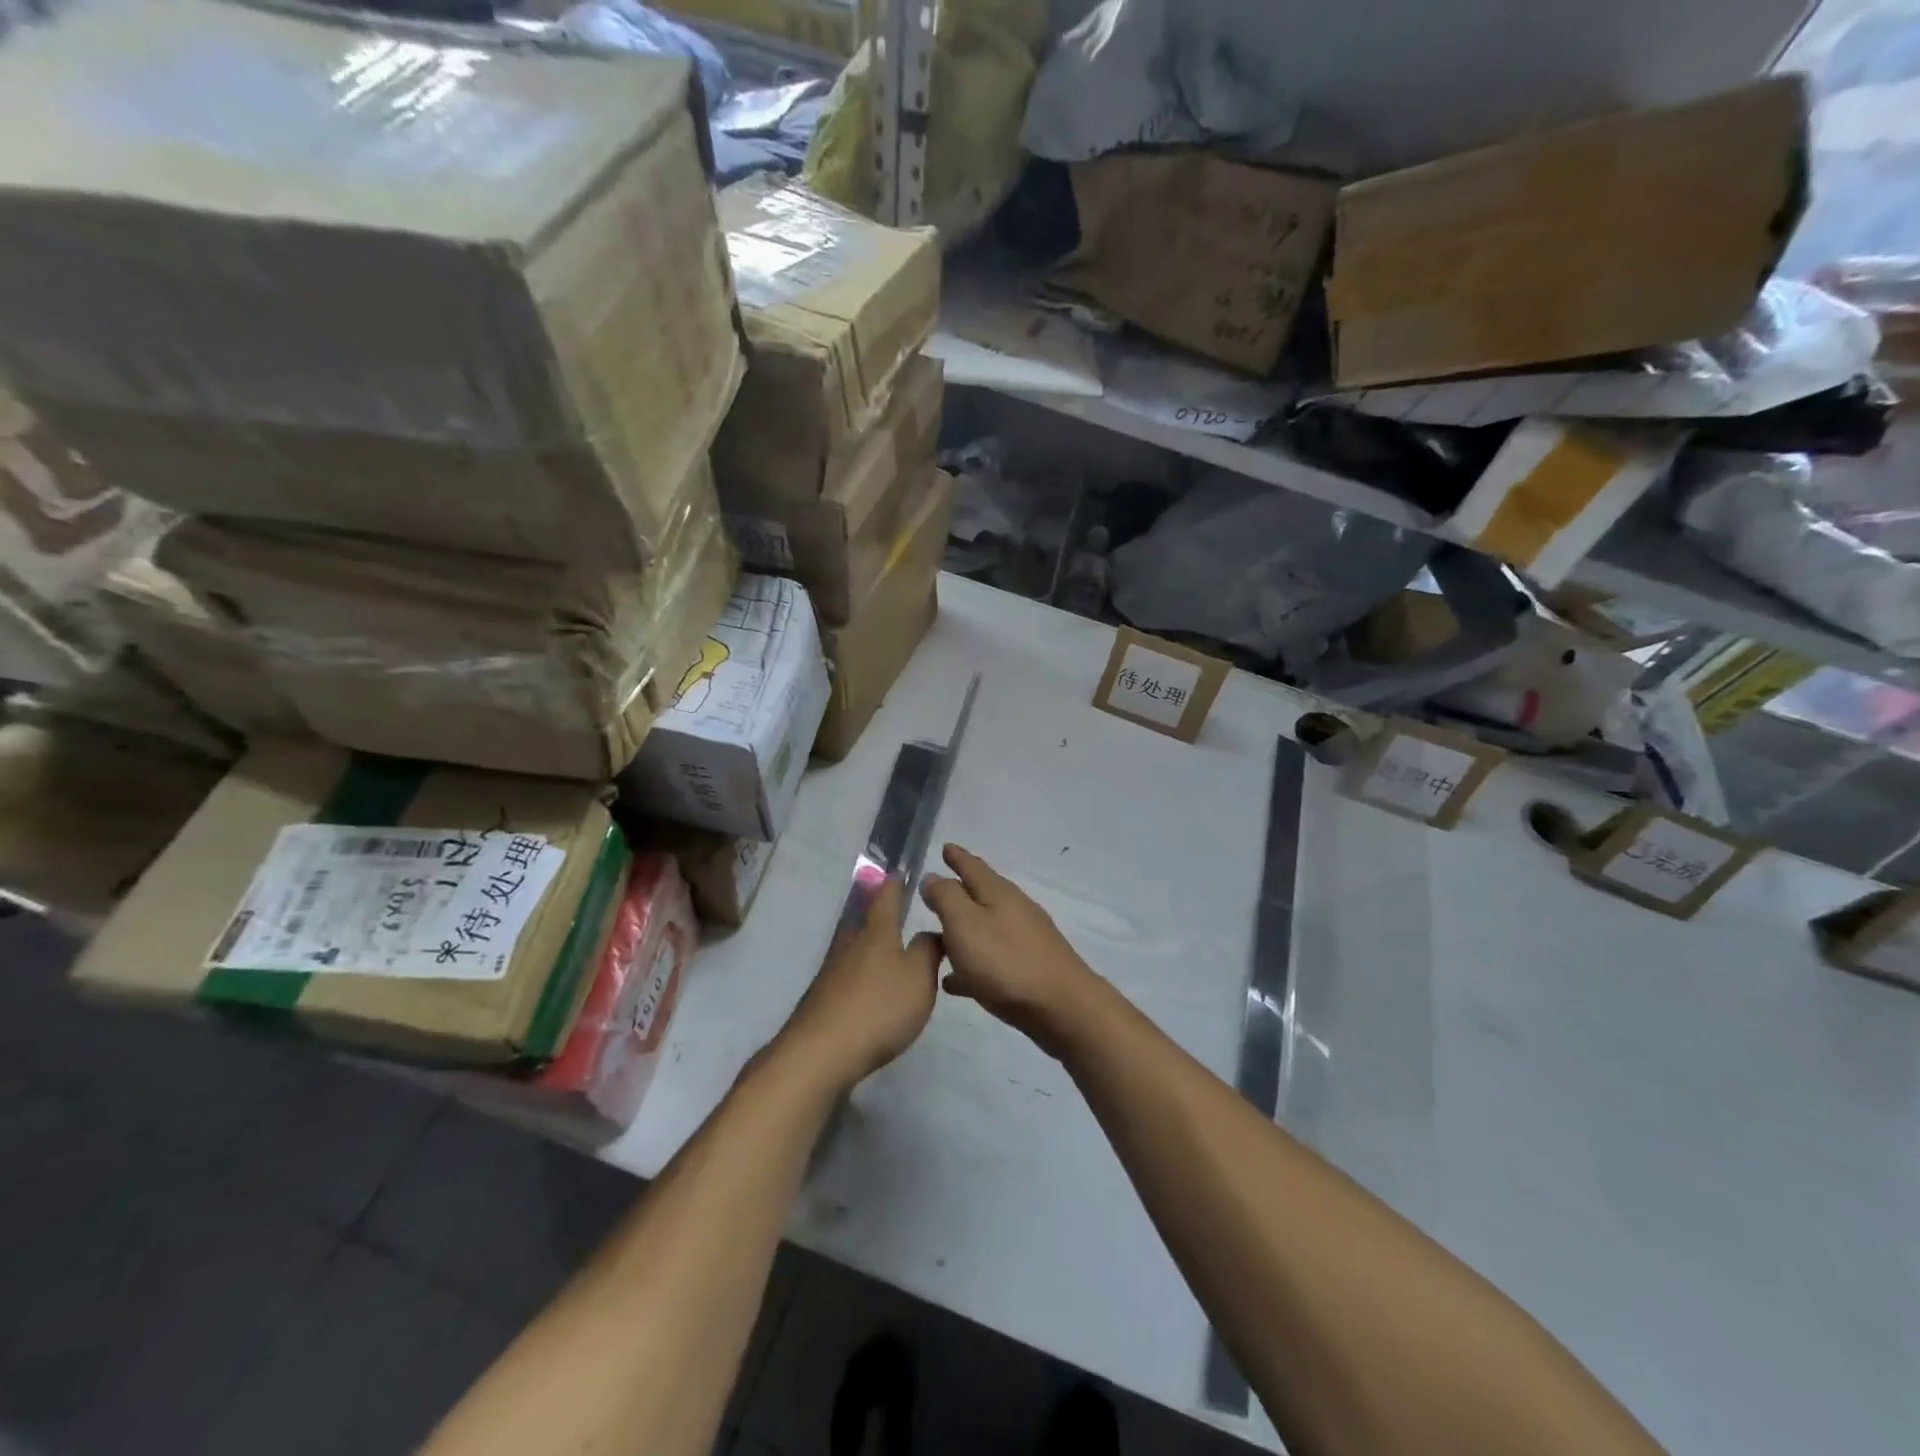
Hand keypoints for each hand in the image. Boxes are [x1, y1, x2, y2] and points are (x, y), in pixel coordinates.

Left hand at [782, 878, 941, 1091]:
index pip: (887, 895)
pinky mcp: (823, 998)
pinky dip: (864, 980)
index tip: (903, 873)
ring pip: (858, 951)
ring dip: (875, 954)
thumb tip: (931, 932)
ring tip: (896, 963)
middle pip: (869, 923)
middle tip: (906, 923)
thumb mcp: (919, 978)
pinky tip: (875, 996)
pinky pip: (850, 978)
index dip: (896, 883)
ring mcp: (832, 971)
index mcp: (876, 931)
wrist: (820, 1052)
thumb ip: (928, 951)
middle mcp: (850, 943)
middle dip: (886, 921)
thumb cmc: (878, 1007)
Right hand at [920, 845, 1099, 1055]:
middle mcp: (1013, 910)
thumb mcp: (965, 924)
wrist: (1062, 1007)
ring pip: (986, 927)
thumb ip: (946, 898)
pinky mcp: (1028, 969)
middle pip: (982, 894)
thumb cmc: (1006, 962)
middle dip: (959, 889)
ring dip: (963, 928)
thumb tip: (933, 877)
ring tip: (937, 935)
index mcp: (997, 893)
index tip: (945, 847)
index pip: (973, 866)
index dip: (957, 857)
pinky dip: (971, 963)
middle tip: (937, 887)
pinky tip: (955, 980)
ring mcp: (1024, 940)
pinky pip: (991, 959)